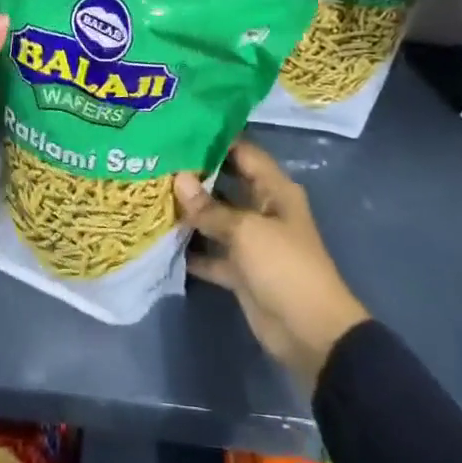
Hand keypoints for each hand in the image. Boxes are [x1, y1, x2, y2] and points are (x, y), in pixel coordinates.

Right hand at [179, 138, 370, 389]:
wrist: (310, 333)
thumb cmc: (284, 267)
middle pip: (226, 183)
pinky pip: (212, 252)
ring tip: (151, 193)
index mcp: (274, 190)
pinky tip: (160, 238)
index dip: (214, 140)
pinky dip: (192, 249)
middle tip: (156, 160)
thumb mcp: (246, 231)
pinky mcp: (240, 270)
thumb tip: (178, 178)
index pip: (243, 153)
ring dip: (189, 211)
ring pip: (215, 218)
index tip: (178, 129)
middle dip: (195, 174)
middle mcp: (262, 209)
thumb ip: (210, 207)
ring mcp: (251, 241)